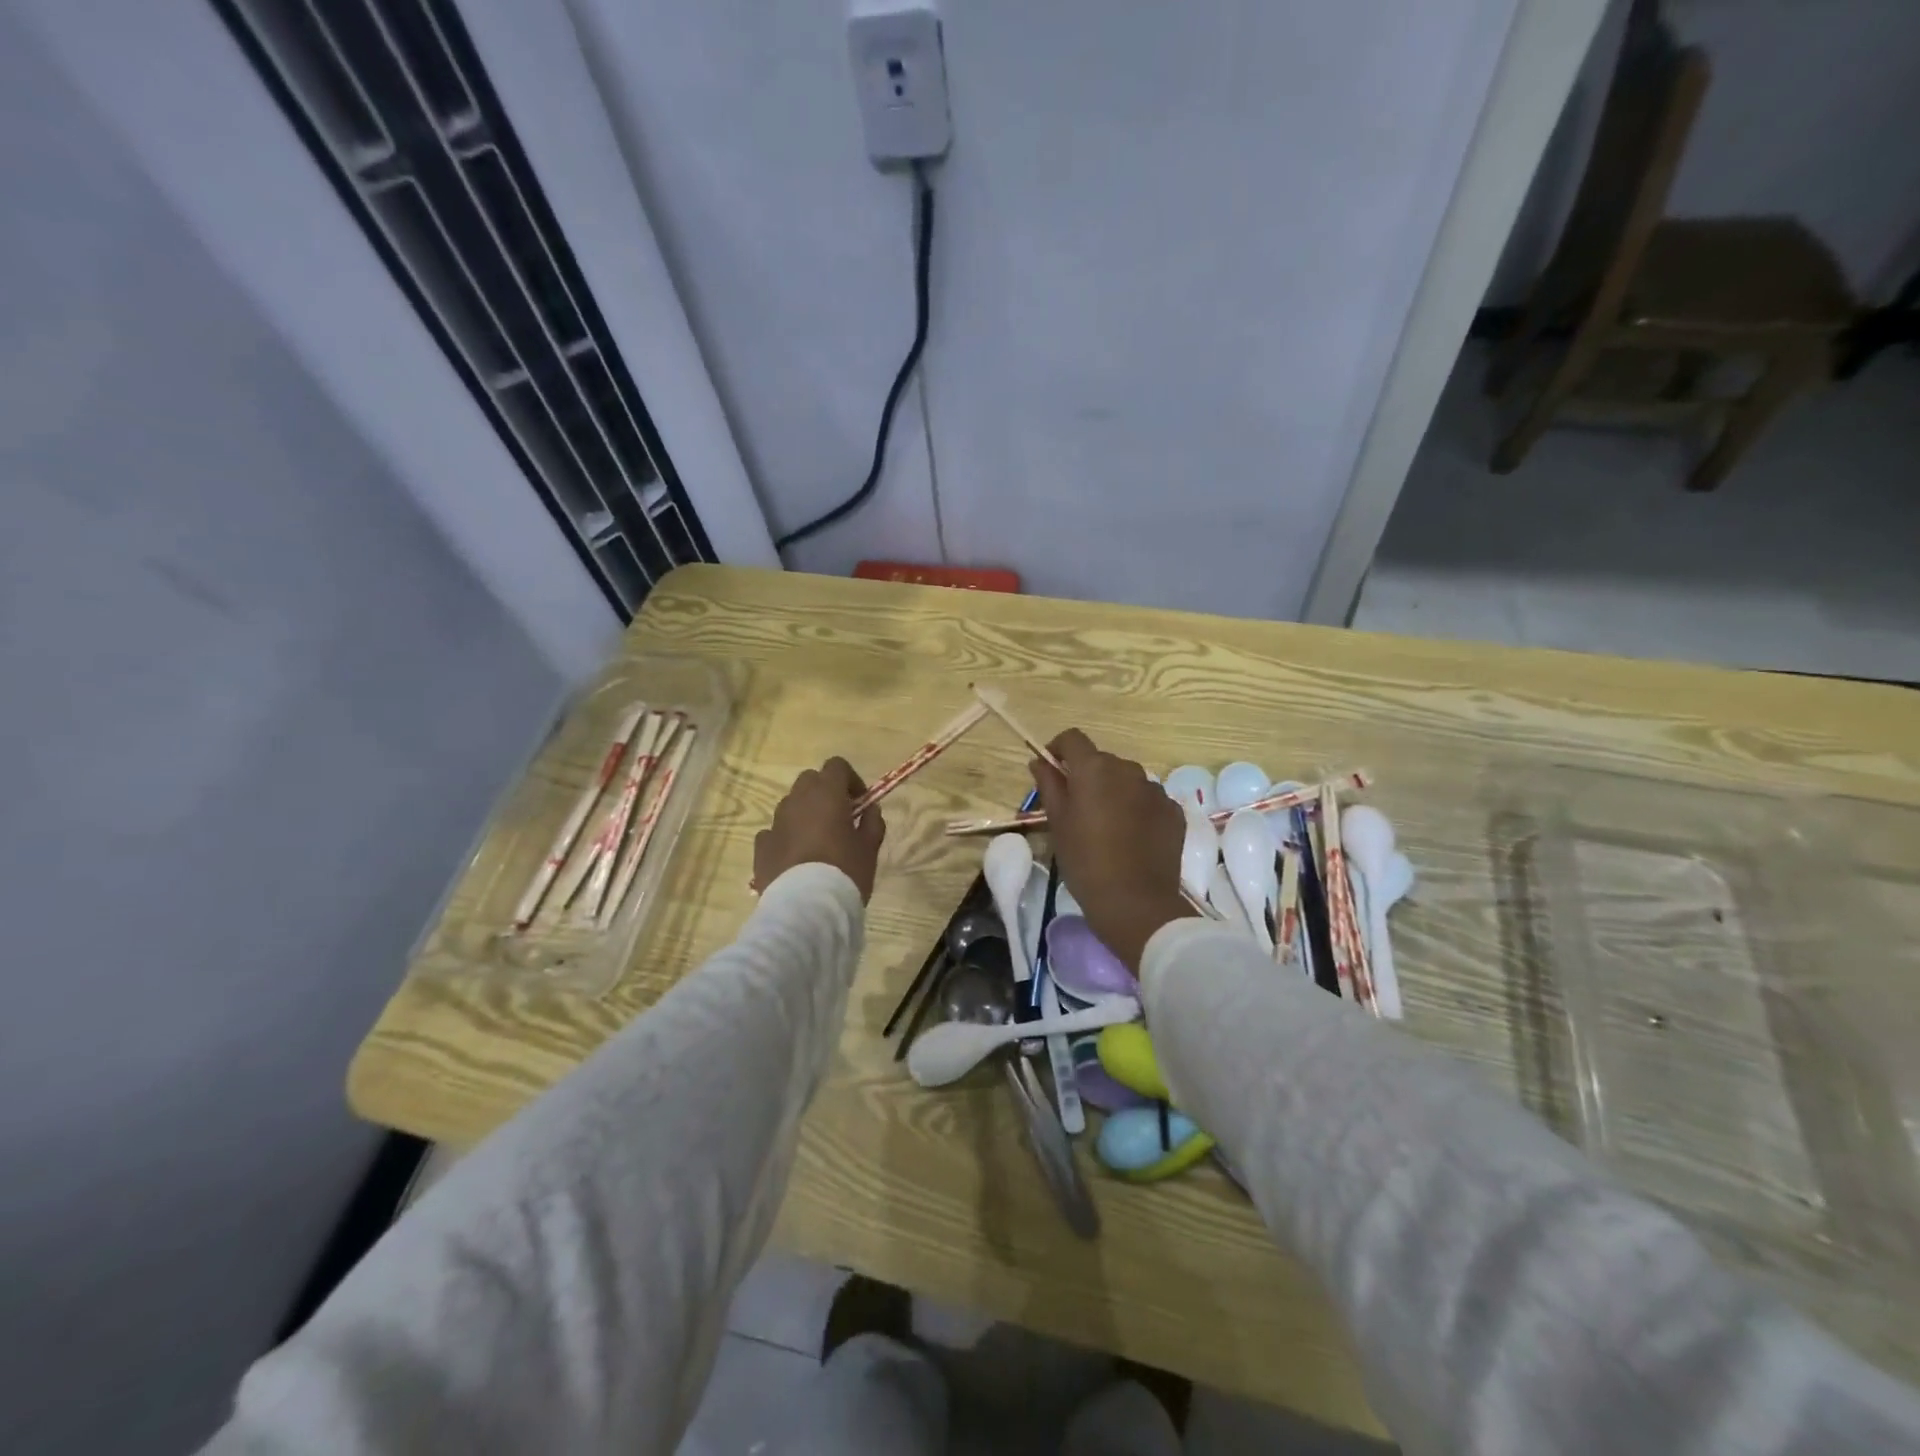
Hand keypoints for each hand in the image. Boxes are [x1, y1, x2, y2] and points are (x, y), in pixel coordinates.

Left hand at [754, 758, 885, 901]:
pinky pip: (774, 831)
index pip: (836, 765)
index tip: (859, 802)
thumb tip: (870, 809)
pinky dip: (786, 837)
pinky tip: (796, 858)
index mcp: (826, 794)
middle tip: (839, 817)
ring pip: (790, 805)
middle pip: (809, 780)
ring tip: (817, 841)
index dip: (850, 779)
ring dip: (804, 814)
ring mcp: (775, 823)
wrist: (805, 908)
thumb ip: (872, 822)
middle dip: (824, 792)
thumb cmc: (844, 872)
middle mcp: (797, 801)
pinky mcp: (761, 846)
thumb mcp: (870, 848)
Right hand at [1030, 729, 1192, 970]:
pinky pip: (1149, 800)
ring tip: (1107, 826)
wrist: (1135, 902)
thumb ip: (1049, 785)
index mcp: (1095, 768)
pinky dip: (1137, 809)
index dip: (1058, 749)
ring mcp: (1155, 790)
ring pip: (1127, 780)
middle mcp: (1128, 769)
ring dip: (1114, 792)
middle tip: (1077, 809)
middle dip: (1087, 776)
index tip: (1051, 770)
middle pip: (1101, 761)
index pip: (1072, 739)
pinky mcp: (1173, 811)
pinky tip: (1131, 838)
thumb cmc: (1085, 861)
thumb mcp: (1057, 823)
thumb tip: (1040, 761)